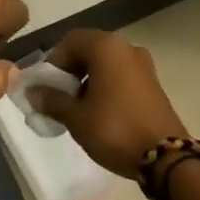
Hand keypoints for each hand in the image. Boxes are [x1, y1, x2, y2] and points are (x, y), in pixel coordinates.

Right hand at [28, 29, 189, 178]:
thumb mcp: (76, 117)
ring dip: (87, 81)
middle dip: (69, 72)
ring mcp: (144, 66)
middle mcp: (127, 48)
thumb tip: (34, 92)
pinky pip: (120, 77)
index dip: (52, 62)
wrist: (165, 157)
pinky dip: (105, 88)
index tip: (46, 88)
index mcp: (107, 48)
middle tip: (58, 98)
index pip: (70, 41)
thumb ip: (52, 100)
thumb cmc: (114, 129)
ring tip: (76, 109)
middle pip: (88, 51)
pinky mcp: (153, 84)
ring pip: (105, 65)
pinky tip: (98, 113)